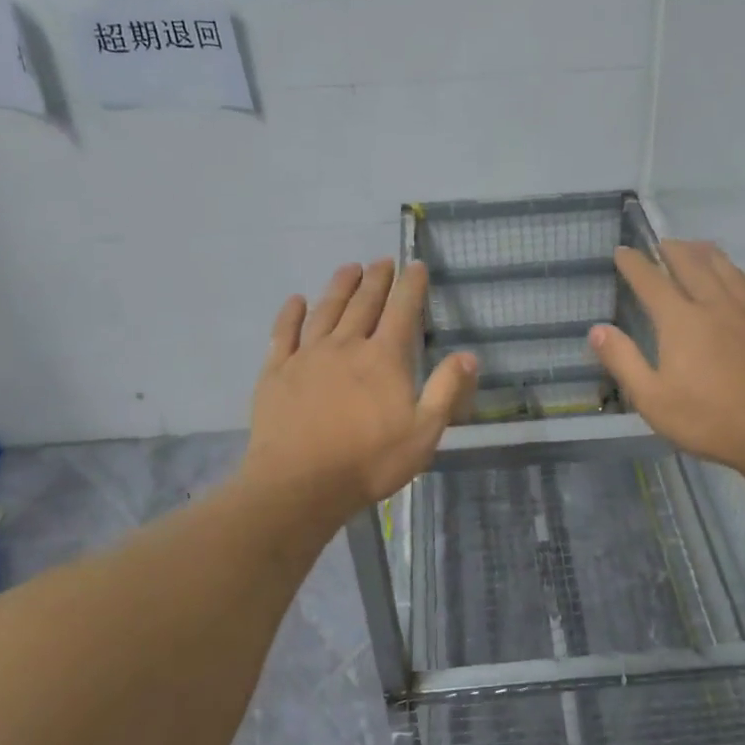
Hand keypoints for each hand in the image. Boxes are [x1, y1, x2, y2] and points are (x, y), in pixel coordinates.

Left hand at [241, 259, 477, 524]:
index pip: (402, 311)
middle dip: (377, 279)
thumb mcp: (424, 433)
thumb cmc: (369, 461)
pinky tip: (296, 300)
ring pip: (326, 310)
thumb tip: (468, 354)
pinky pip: (283, 333)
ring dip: (339, 286)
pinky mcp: (276, 372)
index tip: (416, 265)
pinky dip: (291, 314)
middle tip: (383, 261)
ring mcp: (307, 356)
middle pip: (363, 303)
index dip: (411, 286)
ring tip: (349, 268)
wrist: (300, 483)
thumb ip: (446, 390)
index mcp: (384, 358)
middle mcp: (346, 345)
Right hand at [590, 242, 744, 483]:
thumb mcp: (652, 399)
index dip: (634, 264)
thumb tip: (596, 329)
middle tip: (663, 243)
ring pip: (730, 272)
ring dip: (711, 255)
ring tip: (700, 247)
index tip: (623, 251)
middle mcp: (716, 306)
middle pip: (693, 266)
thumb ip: (623, 360)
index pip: (651, 282)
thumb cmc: (709, 419)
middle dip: (674, 251)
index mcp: (681, 321)